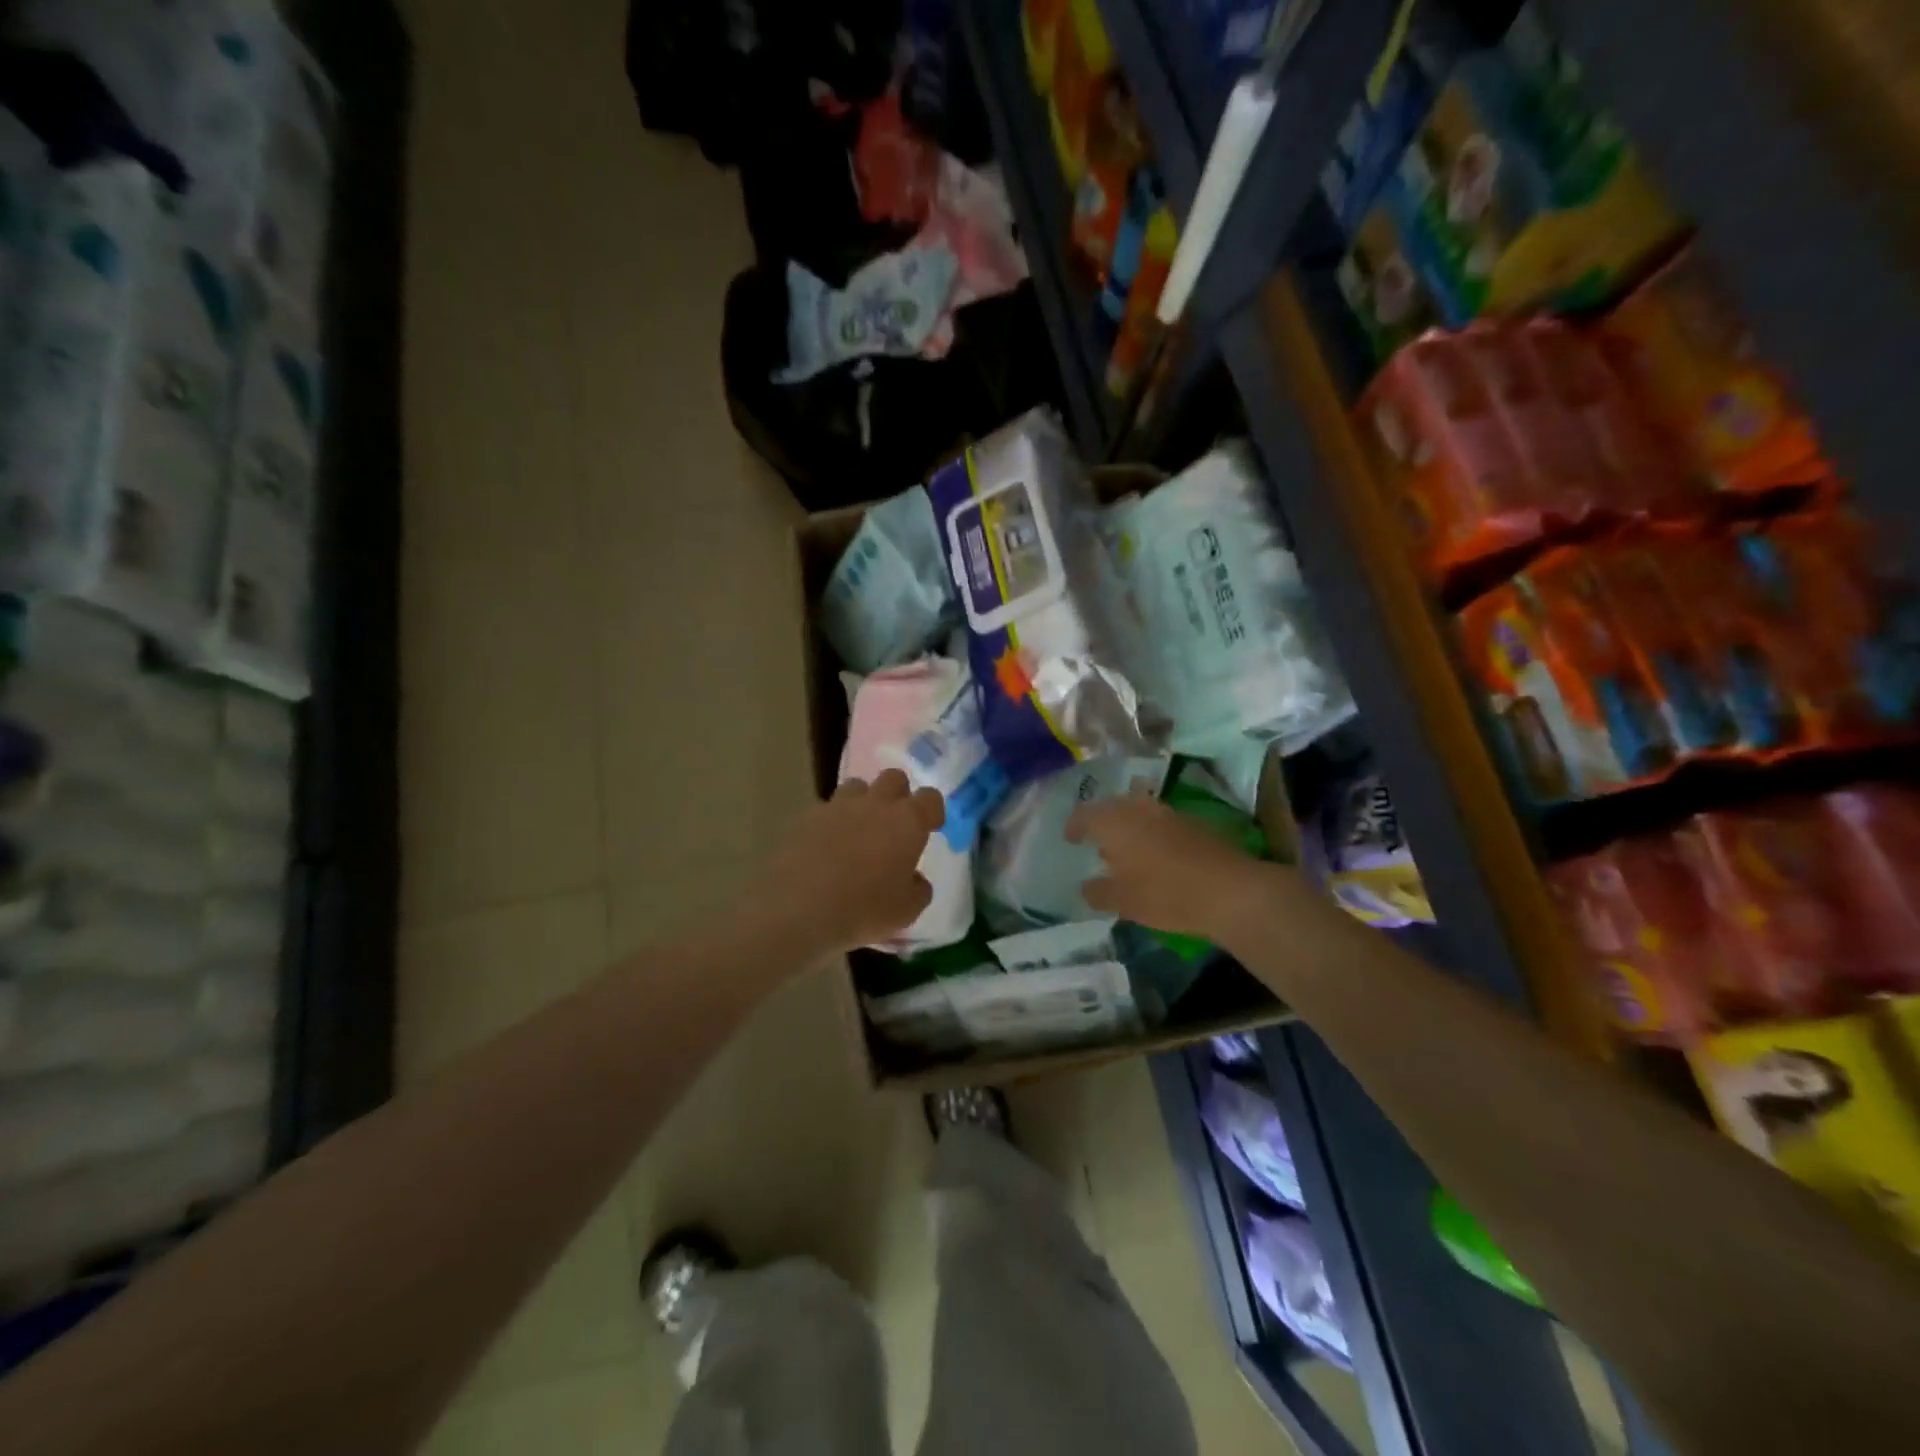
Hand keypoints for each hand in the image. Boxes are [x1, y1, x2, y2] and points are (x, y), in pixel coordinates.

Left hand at [758, 769, 945, 955]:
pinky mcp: (805, 818)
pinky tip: (825, 848)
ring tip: (857, 832)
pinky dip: (830, 823)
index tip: (930, 827)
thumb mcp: (907, 910)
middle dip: (898, 795)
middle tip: (894, 824)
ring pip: (855, 787)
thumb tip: (914, 879)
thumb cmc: (864, 909)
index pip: (930, 798)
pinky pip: (825, 811)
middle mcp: (874, 804)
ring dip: (862, 803)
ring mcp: (837, 807)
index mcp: (907, 821)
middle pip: (893, 778)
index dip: (932, 811)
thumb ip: (918, 889)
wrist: (798, 909)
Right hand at [1065, 793, 1274, 941]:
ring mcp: (1168, 812)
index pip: (1084, 814)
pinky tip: (1153, 855)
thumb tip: (1086, 886)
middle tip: (1094, 840)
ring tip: (1123, 850)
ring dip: (1128, 827)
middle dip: (1101, 822)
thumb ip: (1098, 892)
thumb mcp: (1122, 901)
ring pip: (1138, 812)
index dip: (1074, 826)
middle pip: (1112, 807)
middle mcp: (1138, 808)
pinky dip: (1150, 834)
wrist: (1229, 890)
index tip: (1069, 838)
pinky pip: (1159, 822)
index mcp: (1114, 821)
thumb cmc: (1164, 894)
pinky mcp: (1193, 823)